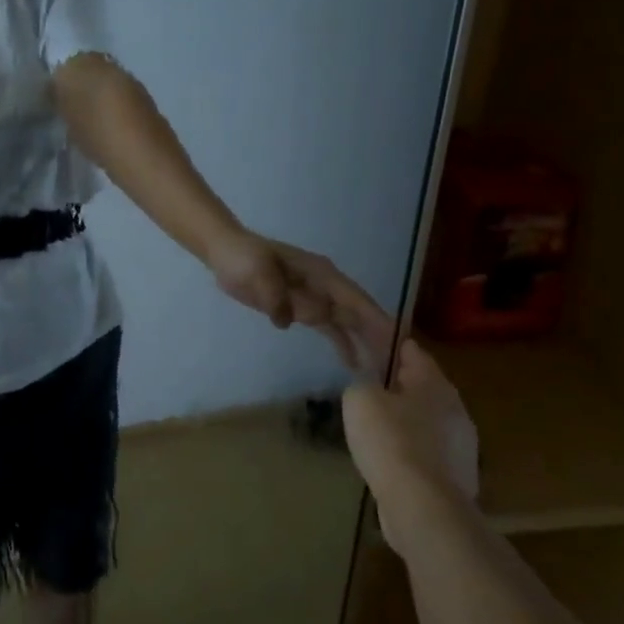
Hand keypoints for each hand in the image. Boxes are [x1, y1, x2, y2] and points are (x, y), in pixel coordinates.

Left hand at [208, 230, 395, 372]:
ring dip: (363, 343)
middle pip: (358, 315)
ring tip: (381, 370)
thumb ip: (278, 296)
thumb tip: (295, 320)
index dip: (377, 321)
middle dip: (378, 338)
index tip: (399, 342)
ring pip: (346, 323)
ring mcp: (314, 297)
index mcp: (321, 274)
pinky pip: (326, 327)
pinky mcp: (300, 307)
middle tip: (398, 366)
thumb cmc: (244, 258)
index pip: (356, 301)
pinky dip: (341, 342)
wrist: (224, 253)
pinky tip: (352, 362)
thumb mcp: (259, 273)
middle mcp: (325, 286)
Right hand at [341, 338, 480, 516]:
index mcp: (434, 382)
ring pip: (425, 419)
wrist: (423, 508)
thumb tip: (367, 389)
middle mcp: (454, 408)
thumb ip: (361, 383)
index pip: (409, 348)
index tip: (364, 340)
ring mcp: (461, 444)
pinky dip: (408, 448)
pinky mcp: (456, 476)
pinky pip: (426, 450)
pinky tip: (387, 458)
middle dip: (395, 382)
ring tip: (374, 424)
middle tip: (366, 384)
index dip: (385, 341)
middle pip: (420, 384)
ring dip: (403, 417)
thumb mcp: (360, 399)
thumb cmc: (391, 442)